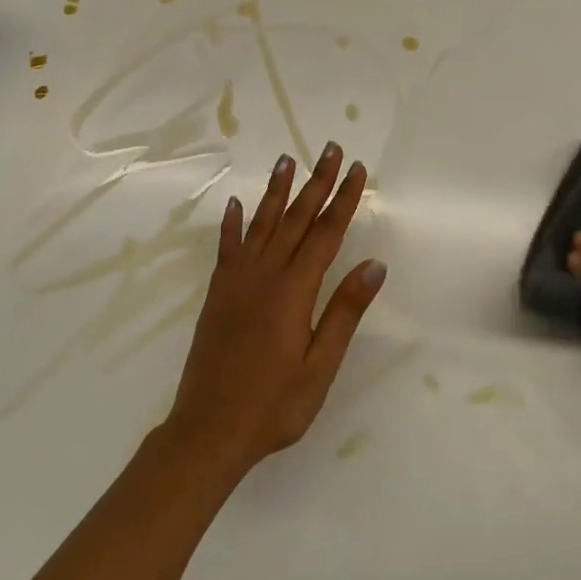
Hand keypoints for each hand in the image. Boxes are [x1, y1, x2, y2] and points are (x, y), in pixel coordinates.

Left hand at [163, 144, 384, 480]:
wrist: (207, 431)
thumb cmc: (273, 405)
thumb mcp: (319, 366)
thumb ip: (344, 312)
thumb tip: (374, 264)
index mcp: (294, 291)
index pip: (326, 233)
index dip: (343, 199)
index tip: (356, 169)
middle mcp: (264, 275)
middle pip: (296, 218)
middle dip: (316, 181)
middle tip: (329, 148)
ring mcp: (236, 281)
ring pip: (262, 224)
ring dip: (277, 191)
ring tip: (287, 160)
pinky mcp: (217, 294)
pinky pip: (227, 248)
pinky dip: (232, 224)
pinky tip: (235, 204)